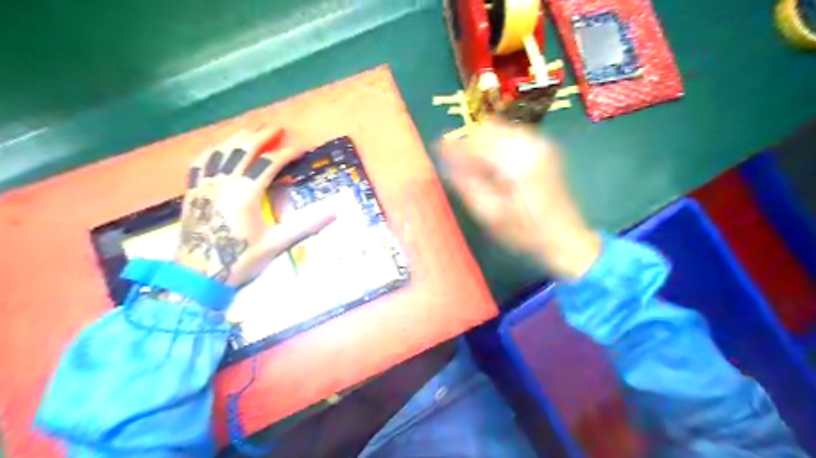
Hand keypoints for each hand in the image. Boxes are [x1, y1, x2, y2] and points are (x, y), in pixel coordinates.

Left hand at [175, 128, 333, 284]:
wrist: (198, 275)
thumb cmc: (240, 259)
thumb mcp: (277, 243)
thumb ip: (306, 224)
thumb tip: (335, 211)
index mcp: (246, 192)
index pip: (269, 163)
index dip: (287, 153)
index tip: (301, 148)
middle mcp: (224, 181)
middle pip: (243, 149)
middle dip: (260, 136)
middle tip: (275, 127)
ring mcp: (205, 184)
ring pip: (220, 151)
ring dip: (237, 138)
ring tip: (250, 130)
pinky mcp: (193, 191)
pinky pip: (200, 163)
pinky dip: (212, 151)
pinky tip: (217, 148)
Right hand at [436, 119, 601, 279]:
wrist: (565, 237)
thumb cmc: (525, 233)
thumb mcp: (489, 214)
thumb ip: (465, 182)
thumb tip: (444, 157)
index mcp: (518, 161)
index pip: (476, 140)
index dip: (453, 146)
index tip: (437, 152)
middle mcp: (532, 143)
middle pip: (487, 128)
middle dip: (468, 144)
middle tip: (458, 166)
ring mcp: (541, 143)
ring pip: (498, 128)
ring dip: (481, 144)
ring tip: (476, 170)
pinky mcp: (543, 147)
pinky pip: (509, 135)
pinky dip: (494, 146)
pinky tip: (493, 167)